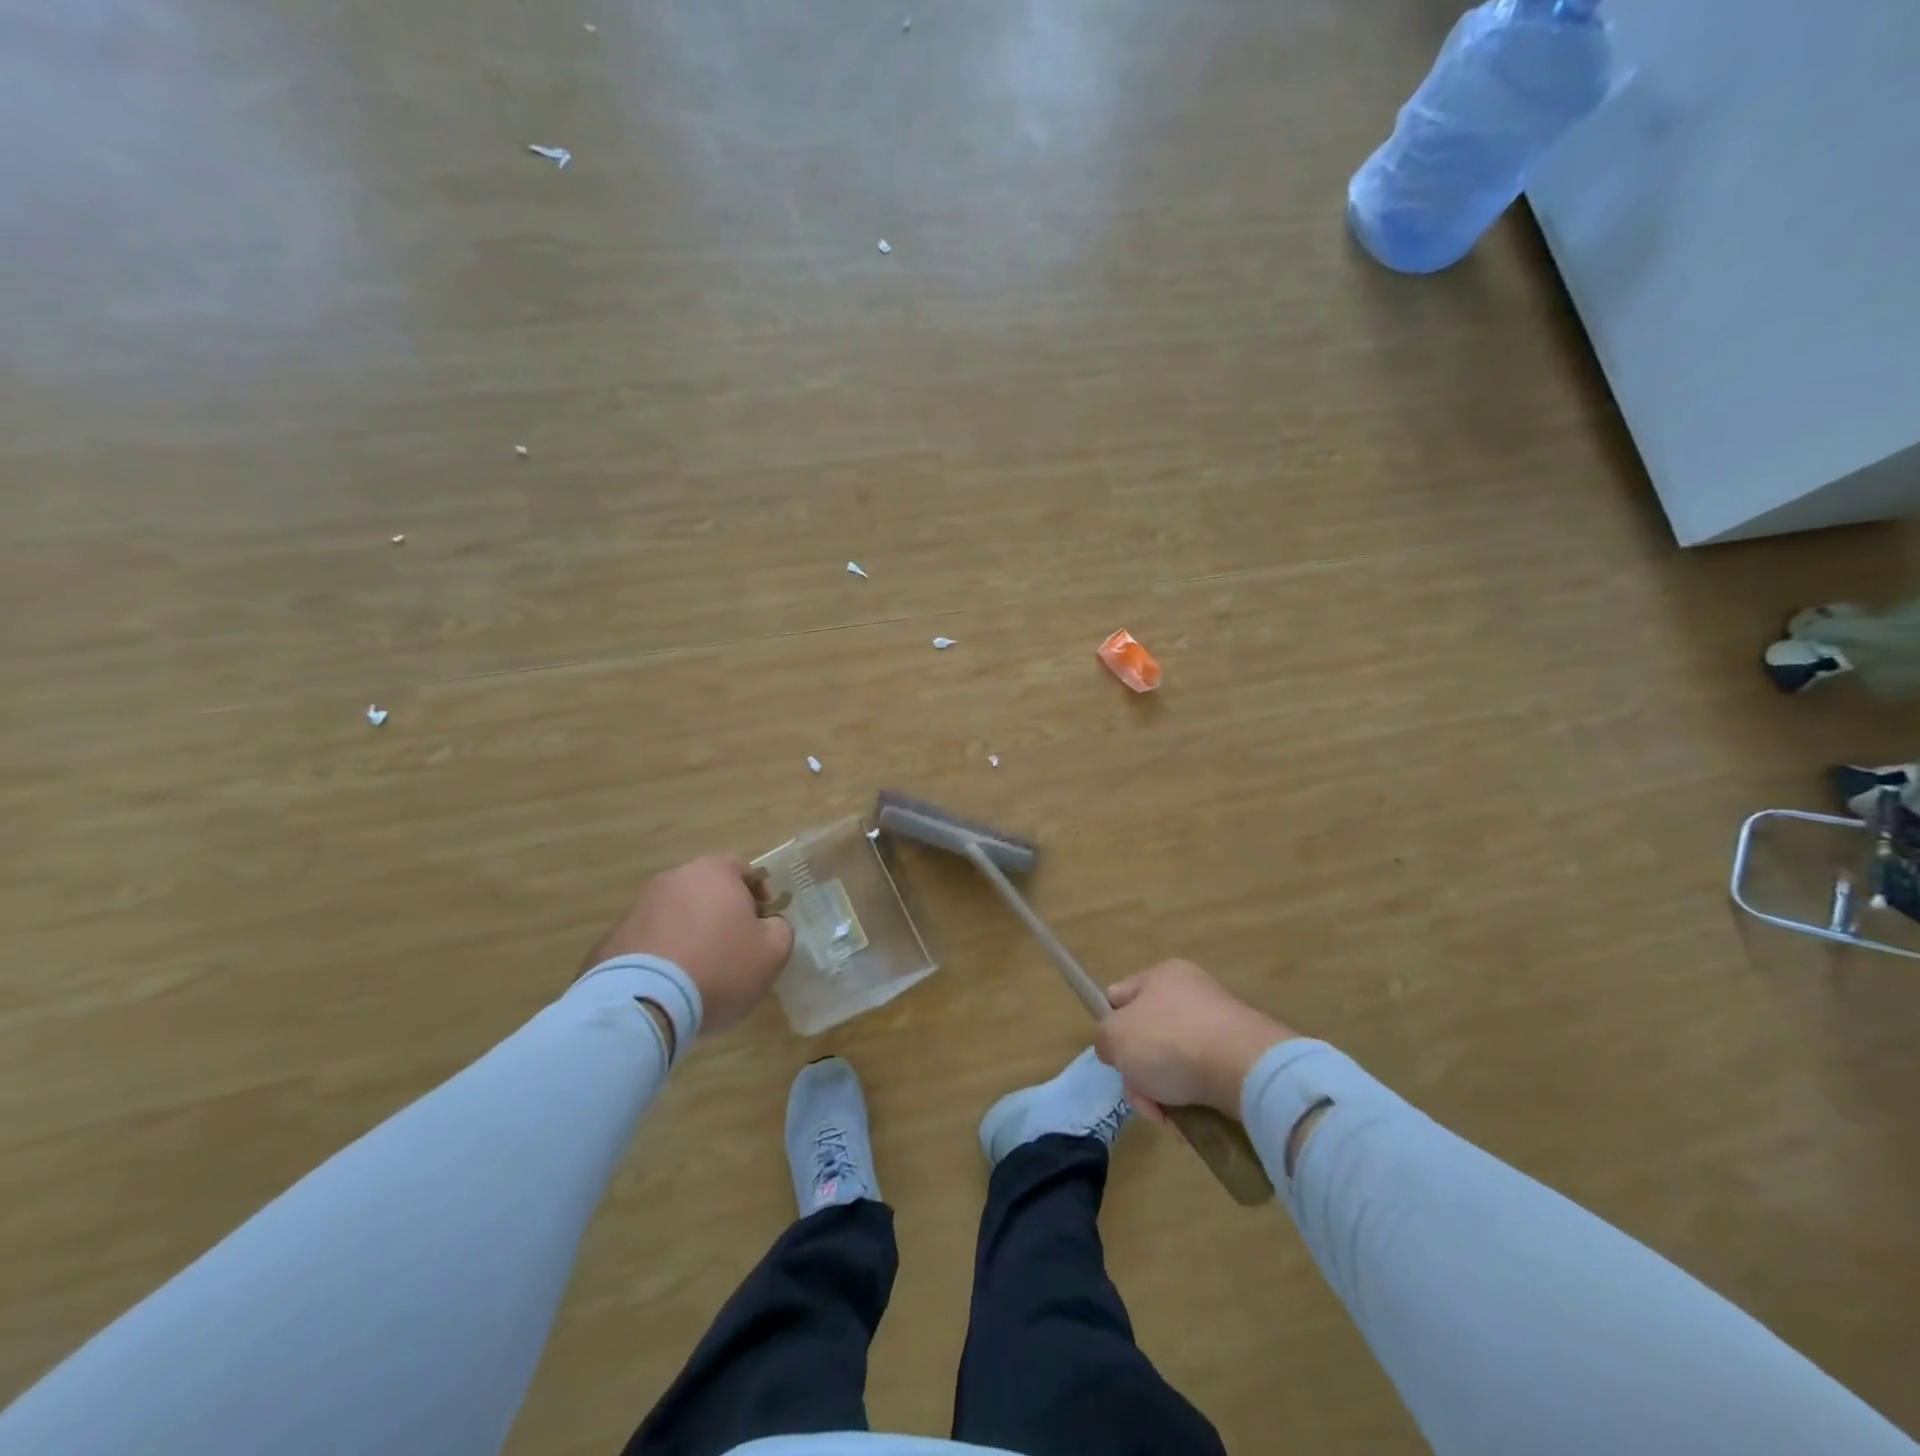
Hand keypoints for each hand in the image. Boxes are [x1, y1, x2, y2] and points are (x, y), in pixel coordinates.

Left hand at [583, 855, 794, 1033]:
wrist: (644, 1003)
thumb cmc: (719, 966)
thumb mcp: (773, 951)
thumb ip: (780, 929)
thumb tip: (768, 925)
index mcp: (713, 872)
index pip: (742, 868)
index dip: (757, 893)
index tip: (762, 921)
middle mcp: (673, 879)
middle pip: (706, 889)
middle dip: (721, 912)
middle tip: (733, 946)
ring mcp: (638, 908)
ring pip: (676, 914)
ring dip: (690, 933)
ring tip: (699, 971)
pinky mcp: (613, 939)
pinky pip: (649, 941)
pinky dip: (662, 955)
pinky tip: (669, 985)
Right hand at [1095, 959, 1295, 1119]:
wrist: (1246, 1071)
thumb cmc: (1171, 1042)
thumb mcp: (1116, 1037)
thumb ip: (1104, 1039)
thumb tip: (1116, 1049)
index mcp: (1162, 976)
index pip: (1121, 995)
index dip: (1110, 1024)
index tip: (1114, 1055)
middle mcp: (1192, 995)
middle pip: (1147, 1038)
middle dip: (1139, 1074)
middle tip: (1143, 1098)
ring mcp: (1219, 1027)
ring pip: (1173, 1065)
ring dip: (1164, 1096)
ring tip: (1170, 1121)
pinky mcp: (1241, 1059)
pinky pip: (1203, 1082)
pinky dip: (1192, 1104)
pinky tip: (1192, 1125)